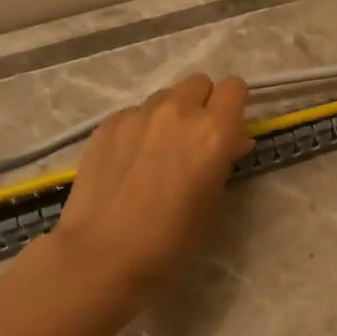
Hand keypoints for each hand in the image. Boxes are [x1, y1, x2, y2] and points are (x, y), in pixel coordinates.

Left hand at [49, 73, 253, 294]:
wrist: (103, 252)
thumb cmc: (170, 238)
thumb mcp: (213, 202)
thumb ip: (223, 161)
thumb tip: (228, 142)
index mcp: (213, 131)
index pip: (234, 88)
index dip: (234, 106)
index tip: (229, 130)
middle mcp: (178, 111)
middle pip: (199, 83)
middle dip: (203, 104)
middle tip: (195, 139)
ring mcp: (138, 114)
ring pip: (165, 96)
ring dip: (171, 114)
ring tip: (159, 150)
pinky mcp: (109, 123)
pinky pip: (135, 113)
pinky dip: (140, 128)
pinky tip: (129, 161)